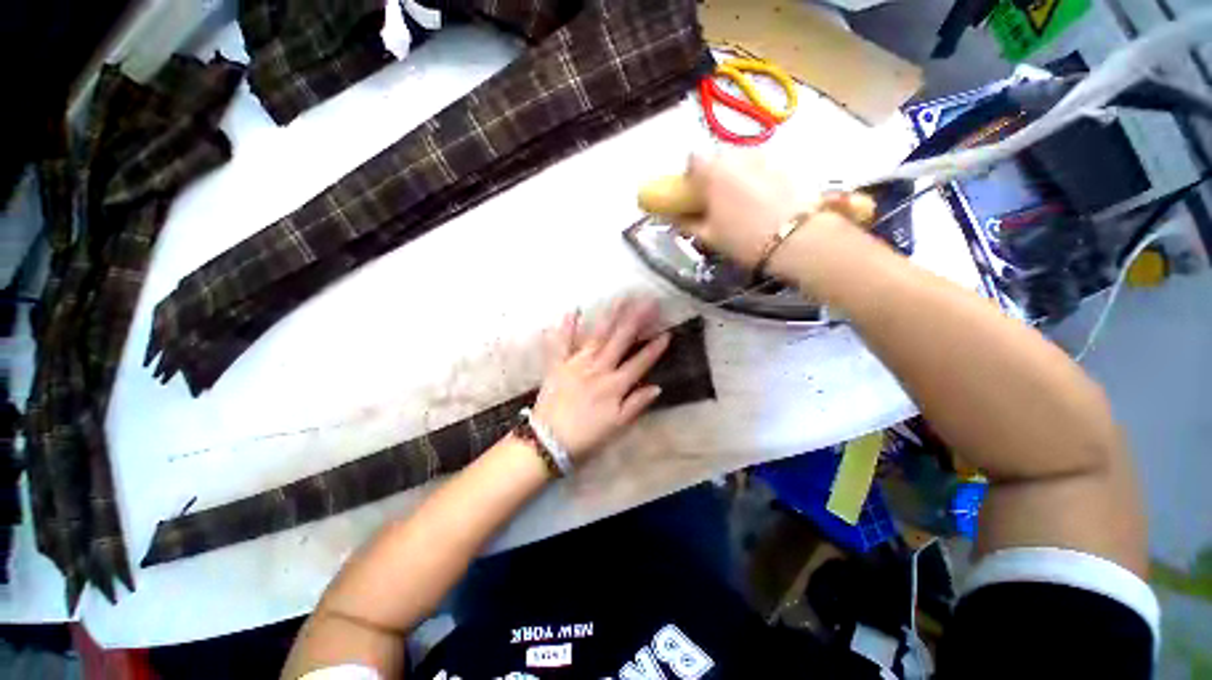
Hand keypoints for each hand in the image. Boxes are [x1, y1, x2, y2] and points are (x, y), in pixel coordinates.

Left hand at [531, 297, 670, 461]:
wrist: (548, 441)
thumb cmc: (586, 435)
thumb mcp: (617, 426)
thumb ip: (636, 404)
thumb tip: (657, 387)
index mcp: (614, 385)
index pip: (640, 362)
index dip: (655, 348)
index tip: (667, 332)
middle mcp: (598, 368)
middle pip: (621, 340)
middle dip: (637, 320)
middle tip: (649, 301)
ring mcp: (577, 363)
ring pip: (597, 335)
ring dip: (610, 316)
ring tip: (621, 299)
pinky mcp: (558, 364)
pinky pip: (562, 343)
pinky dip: (566, 327)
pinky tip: (572, 310)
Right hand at [679, 152, 872, 269]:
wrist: (798, 238)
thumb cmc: (744, 238)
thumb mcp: (709, 236)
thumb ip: (687, 223)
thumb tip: (675, 217)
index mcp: (714, 171)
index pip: (692, 160)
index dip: (690, 176)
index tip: (693, 194)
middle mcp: (738, 155)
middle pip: (719, 157)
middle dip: (714, 174)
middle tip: (717, 200)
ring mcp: (765, 155)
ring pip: (742, 159)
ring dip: (737, 174)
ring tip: (742, 201)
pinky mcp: (787, 163)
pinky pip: (763, 165)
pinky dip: (758, 177)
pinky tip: (764, 199)